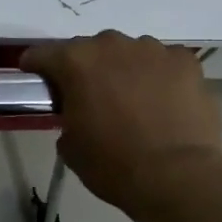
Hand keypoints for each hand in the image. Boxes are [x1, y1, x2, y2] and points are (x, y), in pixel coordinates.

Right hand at [21, 32, 221, 208]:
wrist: (176, 176)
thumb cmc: (113, 164)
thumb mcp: (70, 146)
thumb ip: (66, 117)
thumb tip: (77, 113)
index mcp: (75, 62)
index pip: (42, 54)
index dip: (37, 68)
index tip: (39, 83)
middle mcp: (111, 45)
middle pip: (88, 49)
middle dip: (84, 69)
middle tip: (89, 97)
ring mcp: (152, 50)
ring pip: (128, 52)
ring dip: (123, 69)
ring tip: (132, 100)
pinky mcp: (184, 61)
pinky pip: (163, 62)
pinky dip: (158, 76)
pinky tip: (163, 101)